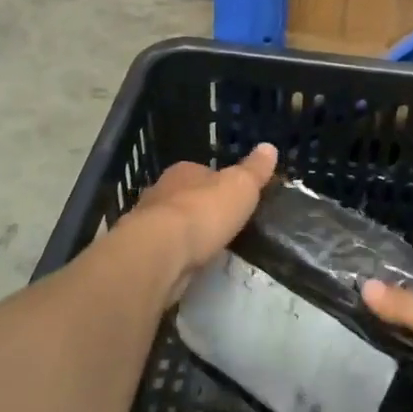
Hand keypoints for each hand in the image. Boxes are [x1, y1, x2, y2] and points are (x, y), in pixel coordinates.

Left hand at [120, 144, 277, 300]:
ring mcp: (147, 223)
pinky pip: (165, 249)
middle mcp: (161, 191)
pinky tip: (190, 264)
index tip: (233, 197)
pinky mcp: (143, 252)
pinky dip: (176, 254)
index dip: (218, 183)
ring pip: (172, 224)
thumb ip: (254, 170)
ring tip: (208, 247)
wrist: (161, 252)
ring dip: (186, 233)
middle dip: (200, 208)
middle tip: (222, 224)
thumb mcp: (241, 186)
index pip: (203, 172)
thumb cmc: (204, 211)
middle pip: (185, 196)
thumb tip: (269, 146)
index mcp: (184, 171)